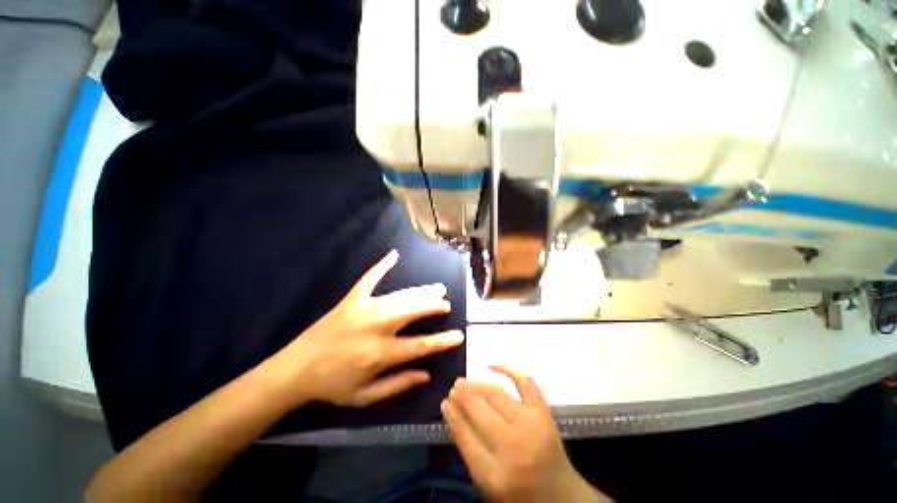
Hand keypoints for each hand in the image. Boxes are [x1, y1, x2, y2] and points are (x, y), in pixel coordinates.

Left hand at [276, 250, 463, 406]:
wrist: (295, 369)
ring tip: (437, 288)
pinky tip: (394, 254)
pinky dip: (381, 266)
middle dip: (433, 306)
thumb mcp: (366, 396)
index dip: (442, 341)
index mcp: (380, 353)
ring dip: (421, 291)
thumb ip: (398, 384)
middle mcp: (376, 327)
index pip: (420, 345)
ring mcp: (364, 309)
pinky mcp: (351, 299)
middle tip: (446, 303)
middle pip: (413, 312)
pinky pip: (369, 278)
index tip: (459, 335)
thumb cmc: (332, 385)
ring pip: (400, 296)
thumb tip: (427, 374)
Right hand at [442, 366, 605, 502]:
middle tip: (453, 388)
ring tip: (464, 381)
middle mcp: (513, 446)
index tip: (444, 402)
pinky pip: (524, 382)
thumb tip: (452, 413)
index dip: (452, 415)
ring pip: (496, 394)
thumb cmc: (519, 494)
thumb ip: (469, 451)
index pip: (465, 435)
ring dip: (477, 384)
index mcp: (495, 475)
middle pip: (479, 410)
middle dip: (462, 396)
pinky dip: (508, 369)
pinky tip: (491, 365)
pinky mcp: (543, 412)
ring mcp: (531, 425)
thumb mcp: (487, 485)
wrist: (561, 496)